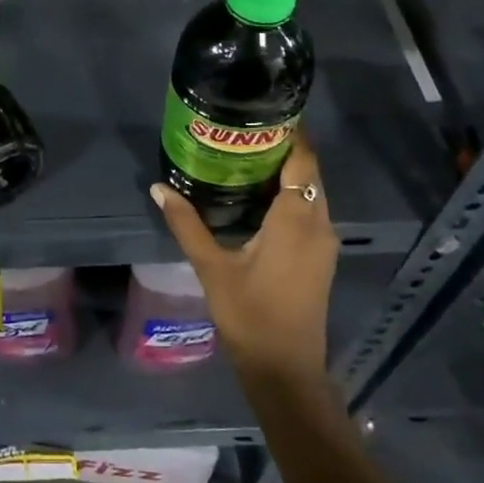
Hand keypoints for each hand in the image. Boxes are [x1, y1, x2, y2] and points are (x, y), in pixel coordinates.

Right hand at [149, 125, 337, 385]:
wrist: (285, 370)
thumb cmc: (249, 315)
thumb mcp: (212, 267)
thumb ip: (186, 224)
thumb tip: (159, 188)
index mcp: (296, 220)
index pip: (303, 160)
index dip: (290, 133)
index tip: (263, 112)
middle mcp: (318, 224)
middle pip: (309, 172)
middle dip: (284, 148)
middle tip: (244, 131)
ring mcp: (324, 242)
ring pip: (311, 192)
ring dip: (288, 172)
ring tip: (247, 156)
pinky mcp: (320, 257)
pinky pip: (310, 211)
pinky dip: (290, 194)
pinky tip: (258, 196)